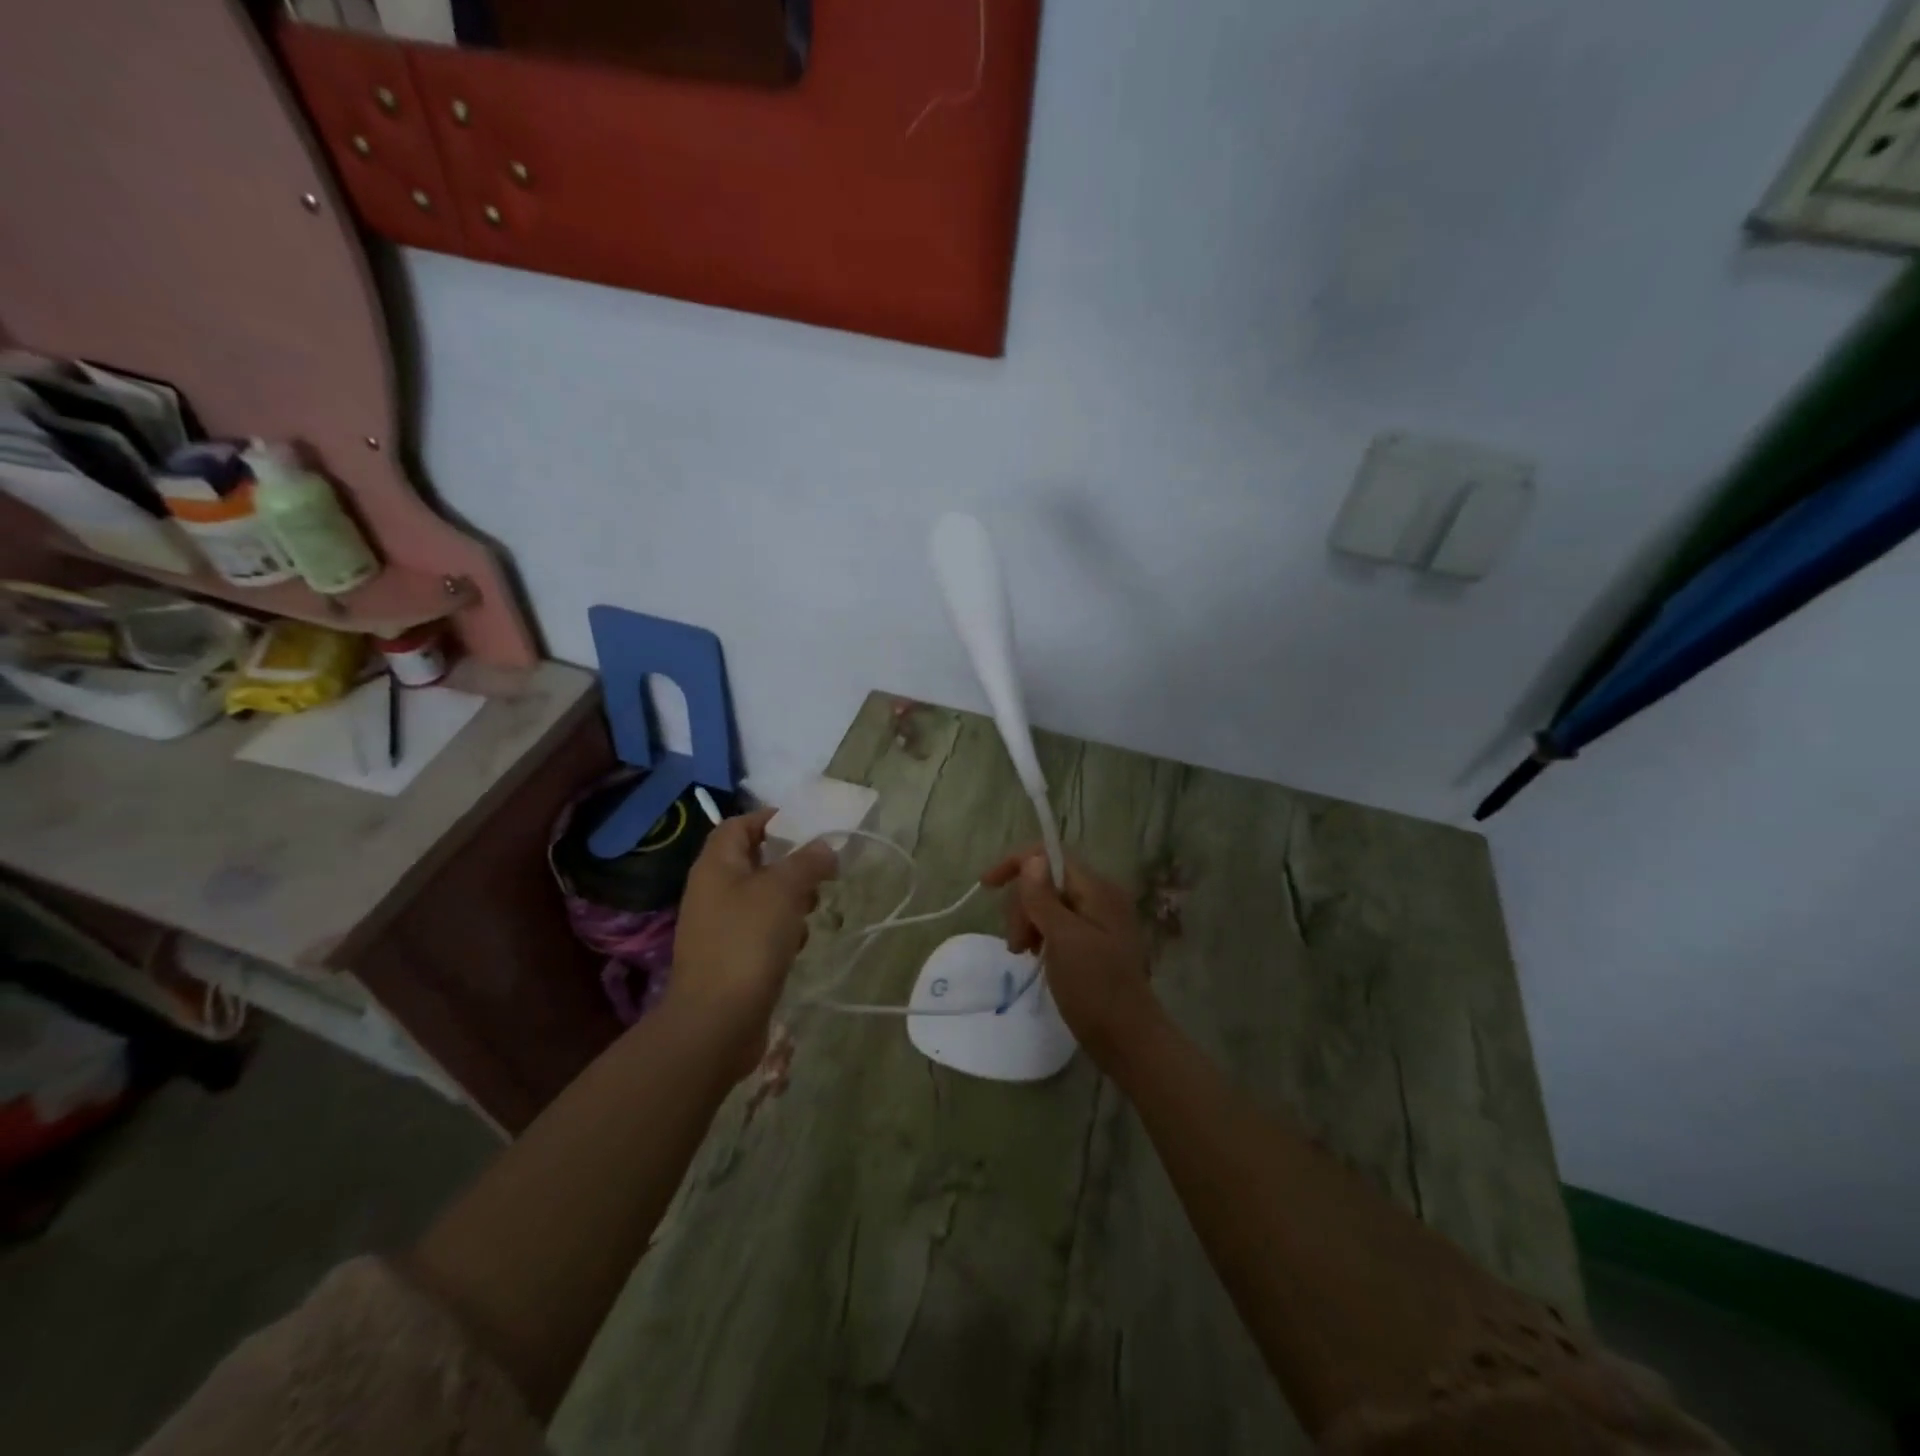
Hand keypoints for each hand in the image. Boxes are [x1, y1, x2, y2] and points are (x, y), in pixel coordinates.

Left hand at [668, 807, 837, 1080]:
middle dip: (790, 864)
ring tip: (813, 911)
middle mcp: (712, 891)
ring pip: (761, 898)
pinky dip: (782, 932)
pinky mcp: (729, 958)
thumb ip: (807, 861)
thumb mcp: (783, 890)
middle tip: (820, 872)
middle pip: (754, 861)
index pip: (739, 825)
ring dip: (790, 900)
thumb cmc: (747, 942)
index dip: (770, 819)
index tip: (807, 825)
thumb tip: (824, 847)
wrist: (716, 1022)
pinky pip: (760, 931)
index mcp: (716, 866)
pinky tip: (797, 946)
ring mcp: (718, 927)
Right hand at [980, 847, 1153, 1056]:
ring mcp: (1097, 922)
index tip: (987, 885)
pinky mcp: (1092, 943)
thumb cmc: (1095, 987)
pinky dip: (1040, 935)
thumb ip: (1044, 897)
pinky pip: (1057, 924)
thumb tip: (1031, 858)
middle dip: (1022, 904)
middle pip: (1047, 880)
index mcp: (1097, 889)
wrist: (1128, 1040)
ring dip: (1028, 922)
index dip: (1017, 863)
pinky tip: (1034, 955)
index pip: (1051, 856)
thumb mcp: (1064, 939)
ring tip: (1022, 953)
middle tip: (1017, 943)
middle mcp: (1100, 898)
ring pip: (1048, 903)